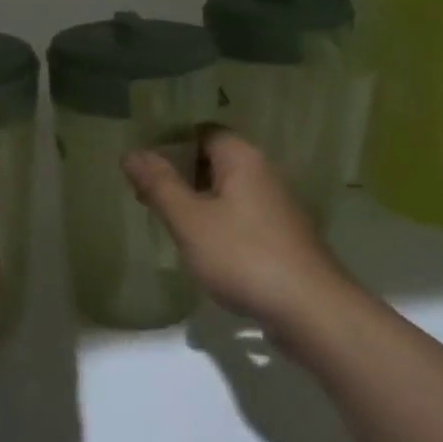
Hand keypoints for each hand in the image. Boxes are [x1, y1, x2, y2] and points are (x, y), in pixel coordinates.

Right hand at [123, 131, 346, 335]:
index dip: (169, 143)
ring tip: (166, 220)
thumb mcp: (190, 221)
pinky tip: (201, 245)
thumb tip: (131, 153)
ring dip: (197, 200)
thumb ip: (159, 185)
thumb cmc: (244, 256)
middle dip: (179, 174)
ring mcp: (276, 204)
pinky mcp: (281, 234)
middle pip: (213, 159)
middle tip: (145, 194)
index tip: (141, 165)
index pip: (201, 131)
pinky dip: (217, 221)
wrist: (311, 310)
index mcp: (242, 157)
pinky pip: (240, 214)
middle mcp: (263, 172)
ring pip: (226, 189)